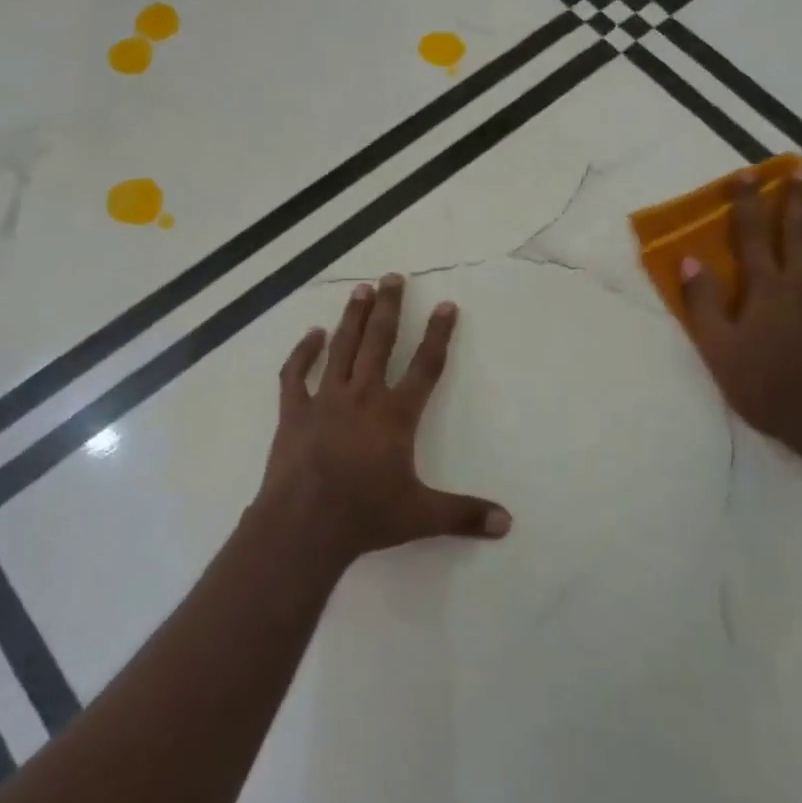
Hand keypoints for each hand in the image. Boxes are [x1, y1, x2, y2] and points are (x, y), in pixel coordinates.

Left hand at [256, 274, 510, 569]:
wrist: (303, 525)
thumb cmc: (365, 516)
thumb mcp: (421, 517)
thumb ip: (465, 515)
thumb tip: (507, 523)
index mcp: (395, 416)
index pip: (425, 367)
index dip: (438, 335)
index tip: (446, 305)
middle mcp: (362, 397)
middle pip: (379, 342)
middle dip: (390, 308)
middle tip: (393, 277)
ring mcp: (325, 401)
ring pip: (341, 348)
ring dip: (352, 318)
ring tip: (361, 290)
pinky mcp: (293, 412)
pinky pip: (296, 374)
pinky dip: (303, 353)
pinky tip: (312, 335)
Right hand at [680, 176, 801, 461]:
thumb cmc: (760, 383)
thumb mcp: (716, 347)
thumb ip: (703, 302)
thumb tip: (690, 260)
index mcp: (765, 287)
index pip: (752, 234)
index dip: (747, 202)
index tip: (745, 174)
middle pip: (798, 231)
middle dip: (795, 198)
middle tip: (799, 171)